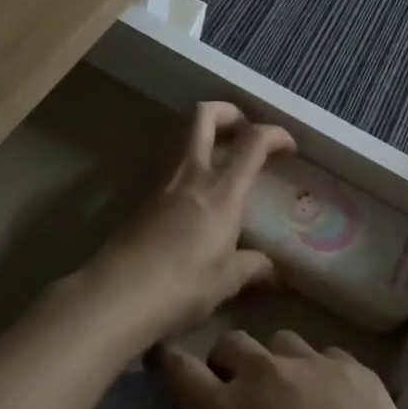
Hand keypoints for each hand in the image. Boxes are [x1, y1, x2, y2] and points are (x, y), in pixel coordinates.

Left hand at [89, 103, 295, 343]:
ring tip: (222, 161)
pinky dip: (187, 166)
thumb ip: (252, 267)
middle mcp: (192, 175)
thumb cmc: (182, 286)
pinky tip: (194, 196)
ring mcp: (162, 183)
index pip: (253, 142)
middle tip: (242, 130)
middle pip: (203, 116)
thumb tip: (272, 269)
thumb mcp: (226, 281)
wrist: (118, 295)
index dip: (275, 134)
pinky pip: (169, 166)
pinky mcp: (142, 199)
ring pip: (181, 136)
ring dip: (204, 136)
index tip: (288, 147)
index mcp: (222, 190)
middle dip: (227, 112)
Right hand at [158, 331, 407, 408]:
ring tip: (289, 395)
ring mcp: (312, 364)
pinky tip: (336, 405)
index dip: (168, 363)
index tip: (163, 359)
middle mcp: (265, 374)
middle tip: (234, 389)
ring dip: (276, 363)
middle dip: (226, 360)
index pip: (182, 371)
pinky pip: (327, 357)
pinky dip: (321, 374)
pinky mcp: (354, 366)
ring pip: (281, 342)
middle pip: (233, 342)